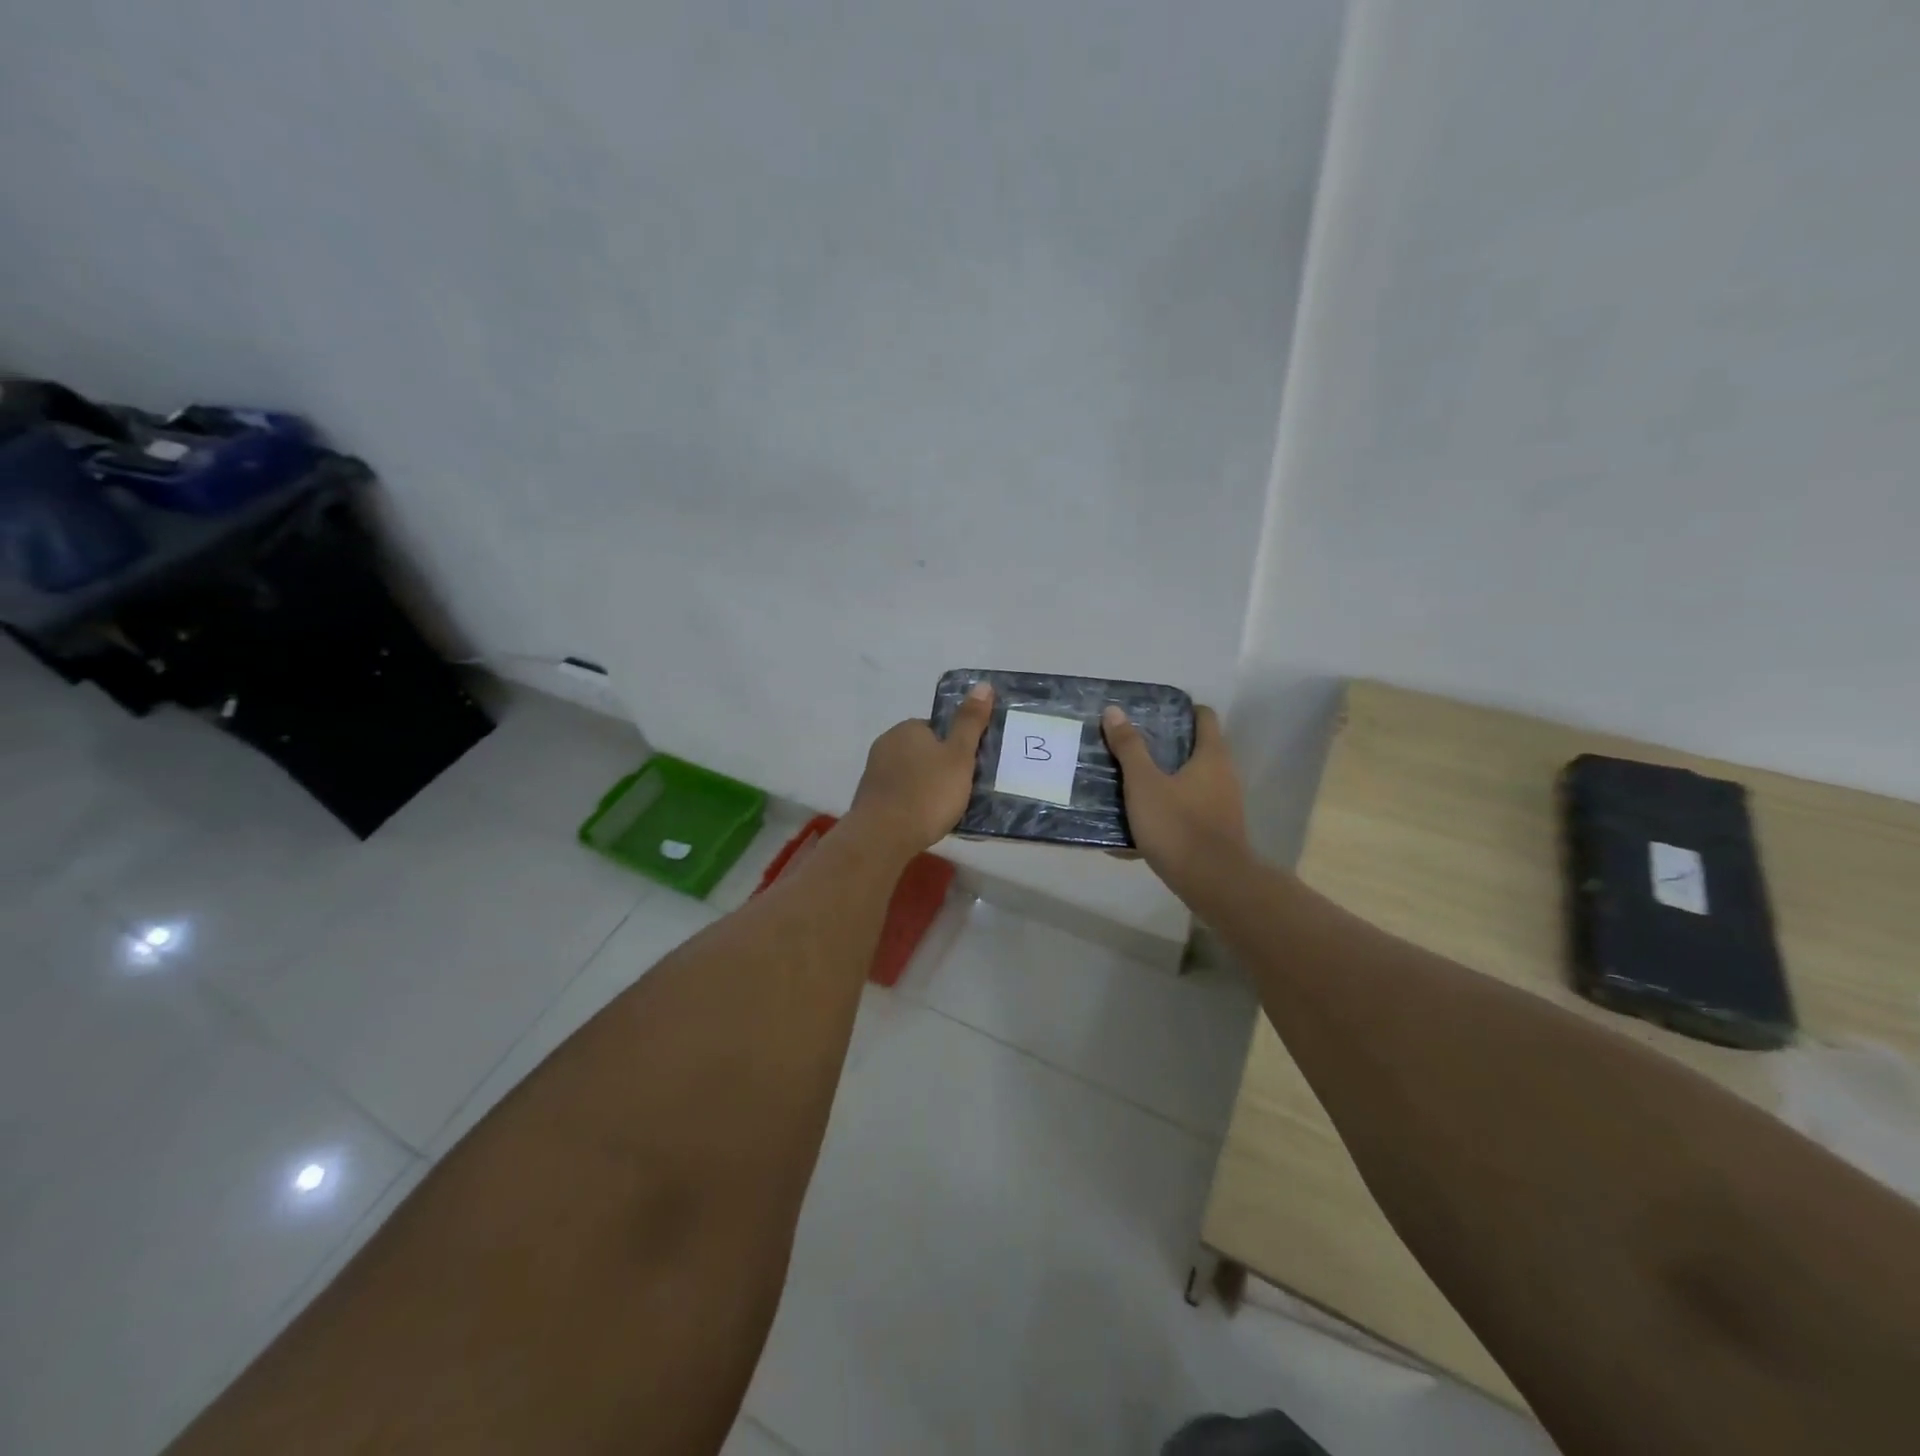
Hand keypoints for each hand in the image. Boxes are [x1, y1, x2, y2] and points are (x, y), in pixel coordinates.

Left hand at [846, 682, 993, 857]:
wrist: (882, 837)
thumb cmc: (927, 793)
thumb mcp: (959, 756)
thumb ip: (970, 722)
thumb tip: (983, 684)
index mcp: (907, 728)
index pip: (937, 729)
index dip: (956, 747)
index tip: (969, 768)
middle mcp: (886, 744)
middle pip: (924, 751)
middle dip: (940, 768)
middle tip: (961, 791)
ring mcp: (874, 772)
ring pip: (910, 774)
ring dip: (926, 787)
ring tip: (944, 810)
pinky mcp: (869, 799)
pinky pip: (899, 795)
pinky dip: (912, 804)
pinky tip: (923, 820)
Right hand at [1101, 703, 1250, 902]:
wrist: (1212, 883)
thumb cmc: (1178, 825)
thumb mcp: (1144, 784)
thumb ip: (1129, 748)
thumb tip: (1114, 711)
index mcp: (1211, 756)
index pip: (1204, 717)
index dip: (1181, 710)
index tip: (1152, 712)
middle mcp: (1223, 776)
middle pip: (1195, 750)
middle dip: (1164, 747)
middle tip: (1129, 746)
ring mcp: (1222, 807)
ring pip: (1188, 784)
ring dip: (1162, 781)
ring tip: (1126, 783)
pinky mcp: (1215, 833)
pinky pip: (1185, 814)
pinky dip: (1164, 813)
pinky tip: (1134, 827)